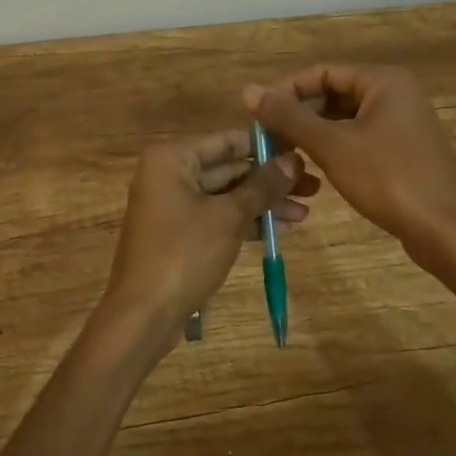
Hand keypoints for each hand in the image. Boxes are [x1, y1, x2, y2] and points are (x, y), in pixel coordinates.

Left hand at [102, 130, 317, 346]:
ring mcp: (173, 204)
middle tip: (313, 186)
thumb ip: (262, 186)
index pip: (228, 140)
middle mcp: (169, 173)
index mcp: (172, 158)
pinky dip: (246, 221)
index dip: (266, 146)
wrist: (143, 315)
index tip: (303, 151)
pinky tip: (281, 228)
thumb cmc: (183, 253)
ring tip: (305, 211)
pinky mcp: (179, 233)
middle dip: (270, 179)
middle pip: (228, 167)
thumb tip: (293, 160)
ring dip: (263, 203)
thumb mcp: (229, 217)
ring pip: (226, 195)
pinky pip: (218, 216)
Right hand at [245, 65, 455, 268]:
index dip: (286, 92)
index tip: (259, 117)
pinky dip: (336, 147)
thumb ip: (289, 116)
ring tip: (287, 155)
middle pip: (333, 93)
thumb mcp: (331, 146)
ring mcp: (403, 122)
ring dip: (314, 133)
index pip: (321, 73)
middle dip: (299, 115)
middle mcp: (395, 93)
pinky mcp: (405, 149)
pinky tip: (317, 169)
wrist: (447, 233)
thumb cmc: (388, 180)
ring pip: (345, 118)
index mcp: (382, 81)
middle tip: (270, 140)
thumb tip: (248, 90)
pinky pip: (360, 137)